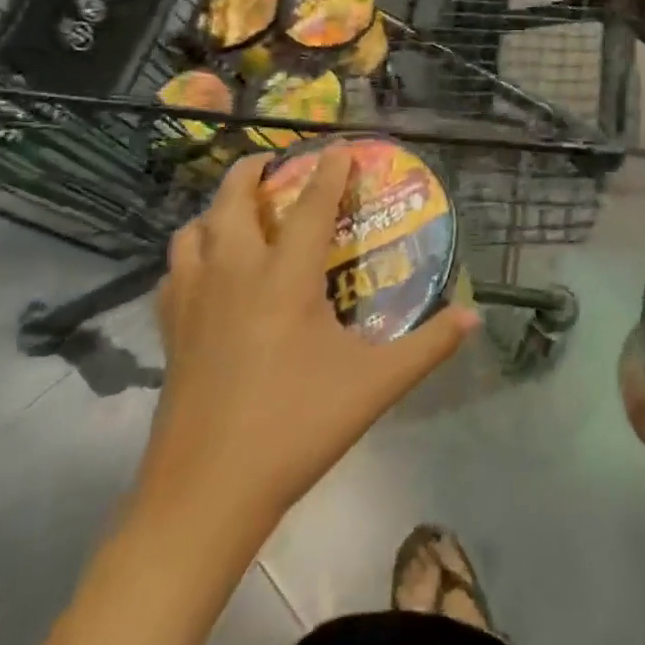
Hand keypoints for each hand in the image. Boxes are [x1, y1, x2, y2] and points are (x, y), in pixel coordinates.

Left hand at [138, 148, 479, 562]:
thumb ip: (428, 346)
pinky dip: (192, 254)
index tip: (339, 147)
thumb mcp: (375, 386)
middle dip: (254, 169)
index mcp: (285, 278)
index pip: (310, 205)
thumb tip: (474, 317)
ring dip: (216, 208)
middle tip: (276, 162)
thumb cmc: (296, 428)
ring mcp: (194, 301)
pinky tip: (207, 271)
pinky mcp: (170, 332)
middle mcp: (235, 274)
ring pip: (193, 230)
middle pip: (232, 199)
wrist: (205, 496)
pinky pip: (173, 271)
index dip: (328, 171)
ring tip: (239, 210)